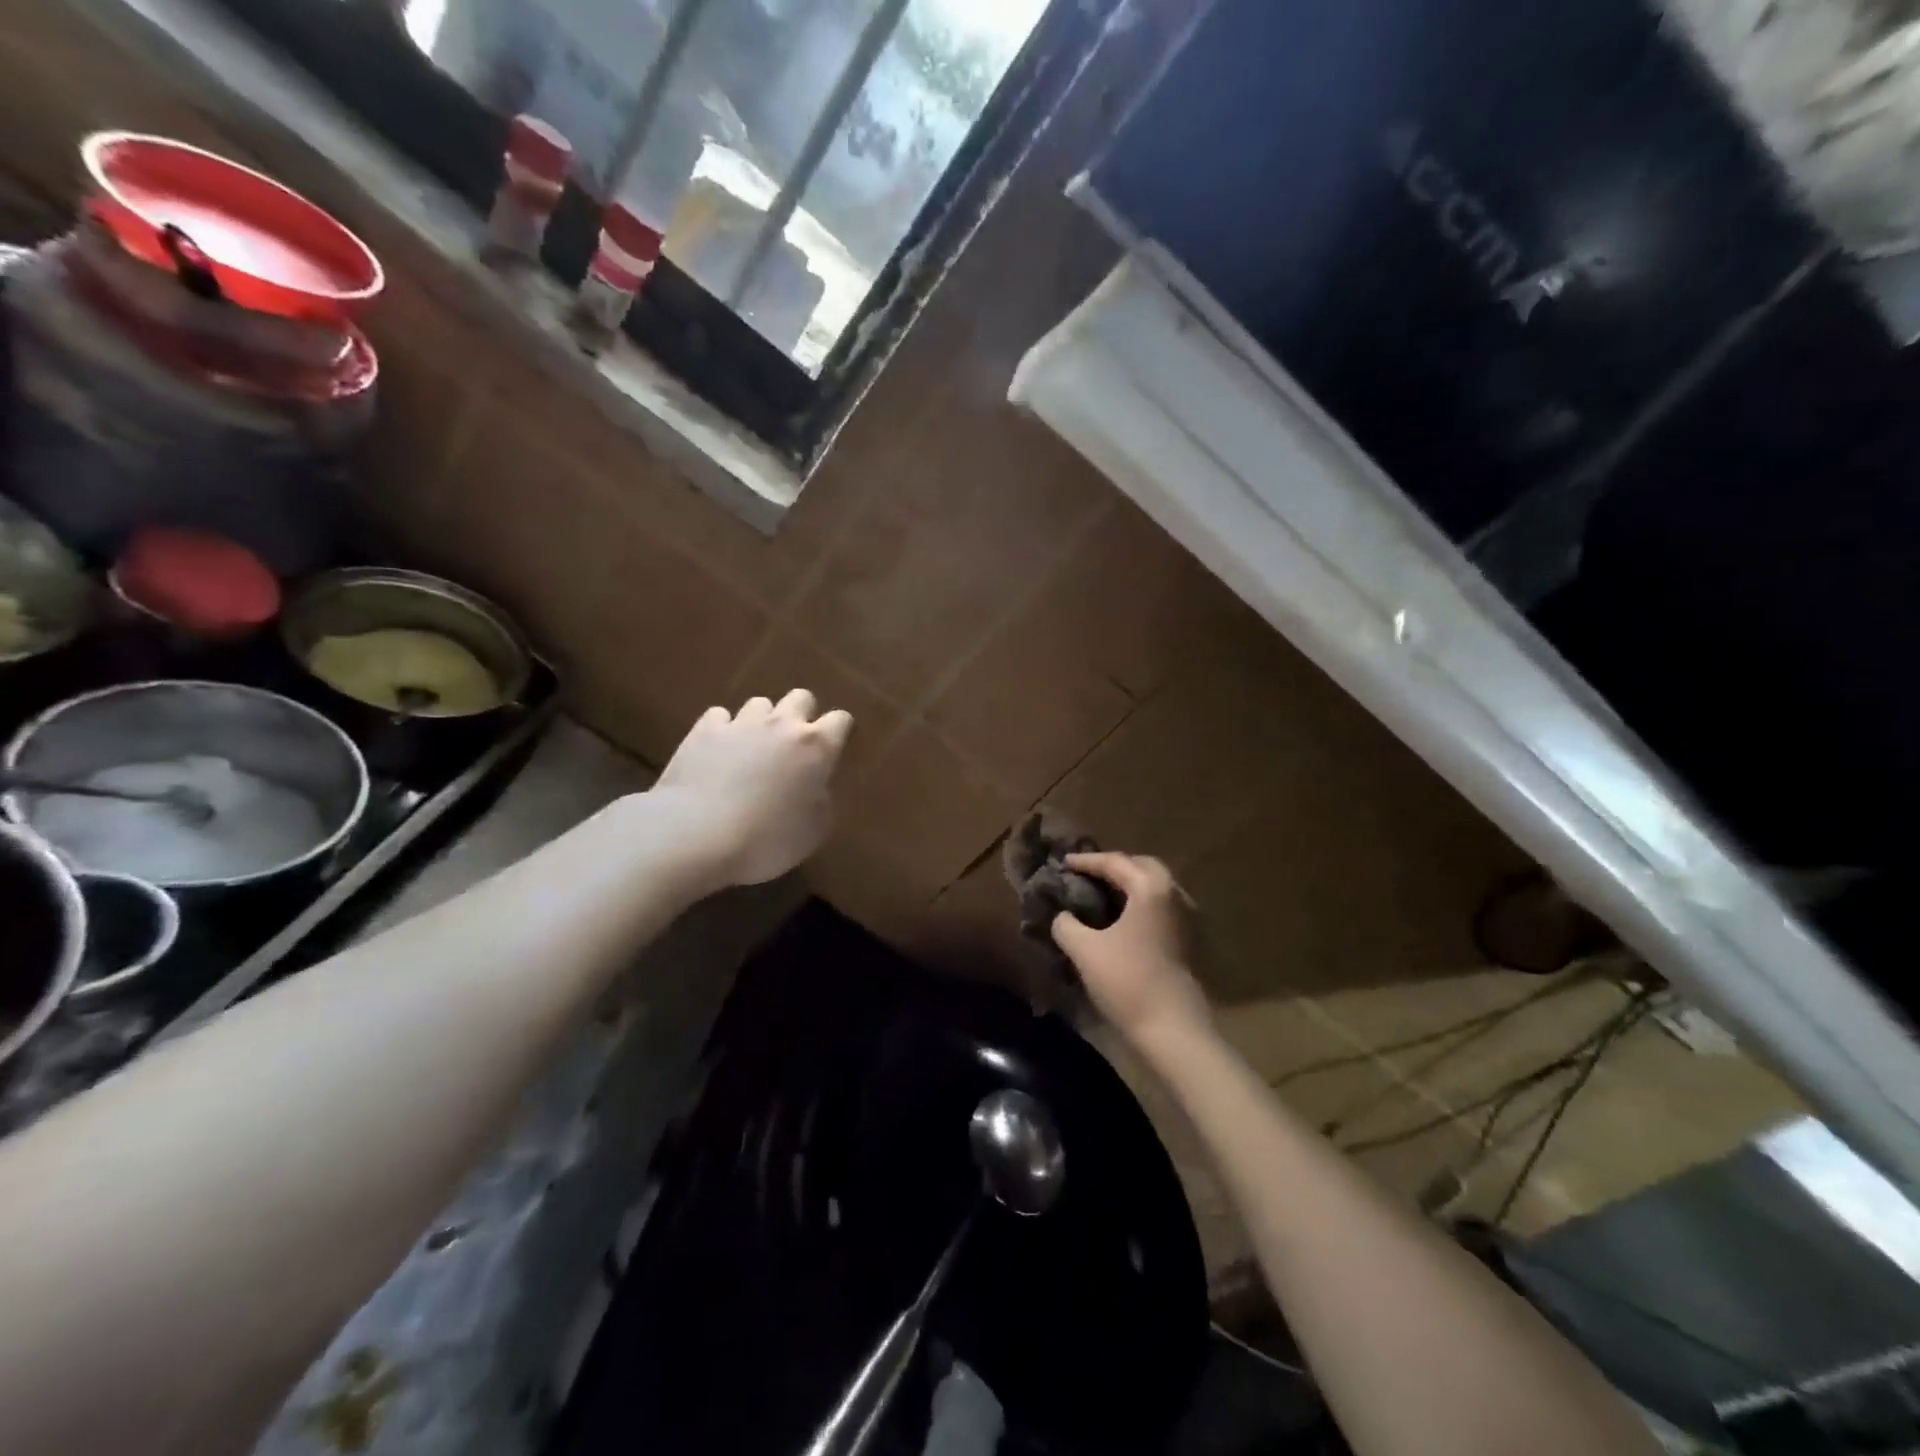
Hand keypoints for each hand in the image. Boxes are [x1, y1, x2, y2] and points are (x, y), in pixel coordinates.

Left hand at [653, 691, 853, 887]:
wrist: (697, 835)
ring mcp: (740, 723)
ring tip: (753, 748)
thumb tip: (814, 788)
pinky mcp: (704, 731)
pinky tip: (718, 750)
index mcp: (816, 747)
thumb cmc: (766, 840)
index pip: (840, 720)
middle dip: (802, 715)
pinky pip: (719, 716)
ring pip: (760, 703)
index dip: (840, 732)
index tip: (834, 750)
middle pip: (801, 698)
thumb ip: (821, 801)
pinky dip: (723, 729)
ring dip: (762, 721)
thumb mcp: (813, 831)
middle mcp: (782, 725)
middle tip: (794, 745)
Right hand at [1052, 852, 1212, 1044]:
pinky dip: (1140, 905)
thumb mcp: (1084, 950)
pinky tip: (1122, 921)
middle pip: (1142, 867)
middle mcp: (1174, 894)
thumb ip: (1066, 924)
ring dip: (1129, 887)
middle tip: (1087, 876)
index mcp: (1151, 888)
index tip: (1063, 864)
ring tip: (1101, 896)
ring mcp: (1187, 918)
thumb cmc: (1127, 981)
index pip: (1114, 862)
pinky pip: (1161, 908)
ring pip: (1155, 888)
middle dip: (1114, 867)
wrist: (1174, 1030)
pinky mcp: (1190, 941)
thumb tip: (1063, 916)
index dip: (1086, 861)